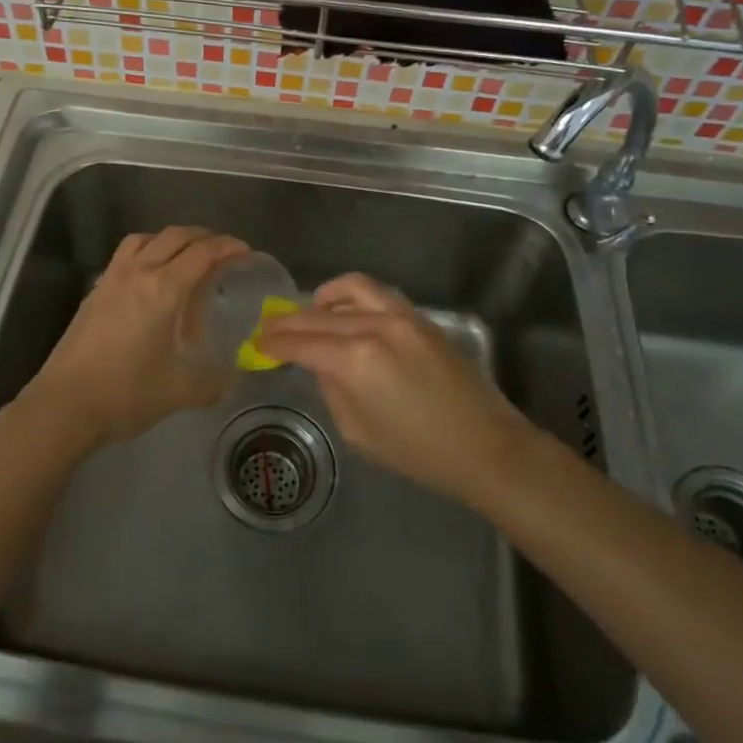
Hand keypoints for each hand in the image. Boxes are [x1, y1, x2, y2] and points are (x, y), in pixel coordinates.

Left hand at [19, 226, 248, 453]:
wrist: (64, 404)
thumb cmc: (126, 393)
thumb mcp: (178, 392)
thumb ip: (211, 384)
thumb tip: (230, 383)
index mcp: (164, 289)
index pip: (203, 252)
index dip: (228, 247)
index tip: (245, 252)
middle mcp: (138, 273)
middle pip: (175, 236)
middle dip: (203, 237)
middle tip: (222, 252)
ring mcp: (112, 278)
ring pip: (145, 238)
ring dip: (170, 239)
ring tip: (185, 257)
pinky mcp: (95, 291)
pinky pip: (125, 255)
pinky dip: (146, 252)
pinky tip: (150, 279)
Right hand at [256, 273, 535, 506]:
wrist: (485, 446)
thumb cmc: (419, 452)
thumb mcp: (359, 432)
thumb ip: (332, 389)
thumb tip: (320, 364)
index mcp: (355, 360)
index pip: (301, 342)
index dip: (275, 342)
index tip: (257, 342)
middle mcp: (374, 327)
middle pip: (319, 315)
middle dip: (289, 321)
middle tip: (269, 328)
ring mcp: (401, 317)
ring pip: (350, 289)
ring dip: (323, 299)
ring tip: (310, 312)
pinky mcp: (420, 318)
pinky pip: (377, 295)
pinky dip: (352, 298)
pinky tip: (346, 314)